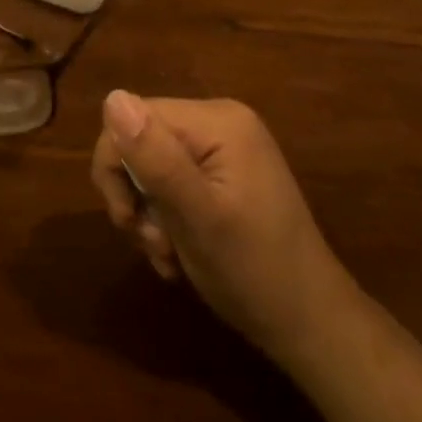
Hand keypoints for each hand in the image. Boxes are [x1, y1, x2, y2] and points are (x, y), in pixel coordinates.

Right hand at [91, 91, 347, 359]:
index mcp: (217, 121)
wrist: (310, 323)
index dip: (116, 167)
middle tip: (153, 243)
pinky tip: (177, 253)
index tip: (129, 221)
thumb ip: (155, 158)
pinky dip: (164, 220)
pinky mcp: (222, 174)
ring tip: (168, 255)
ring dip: (147, 216)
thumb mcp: (197, 217)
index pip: (131, 118)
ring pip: (148, 167)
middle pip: (139, 141)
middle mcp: (220, 122)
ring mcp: (223, 148)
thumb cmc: (254, 271)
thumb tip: (112, 98)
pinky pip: (170, 182)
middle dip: (134, 197)